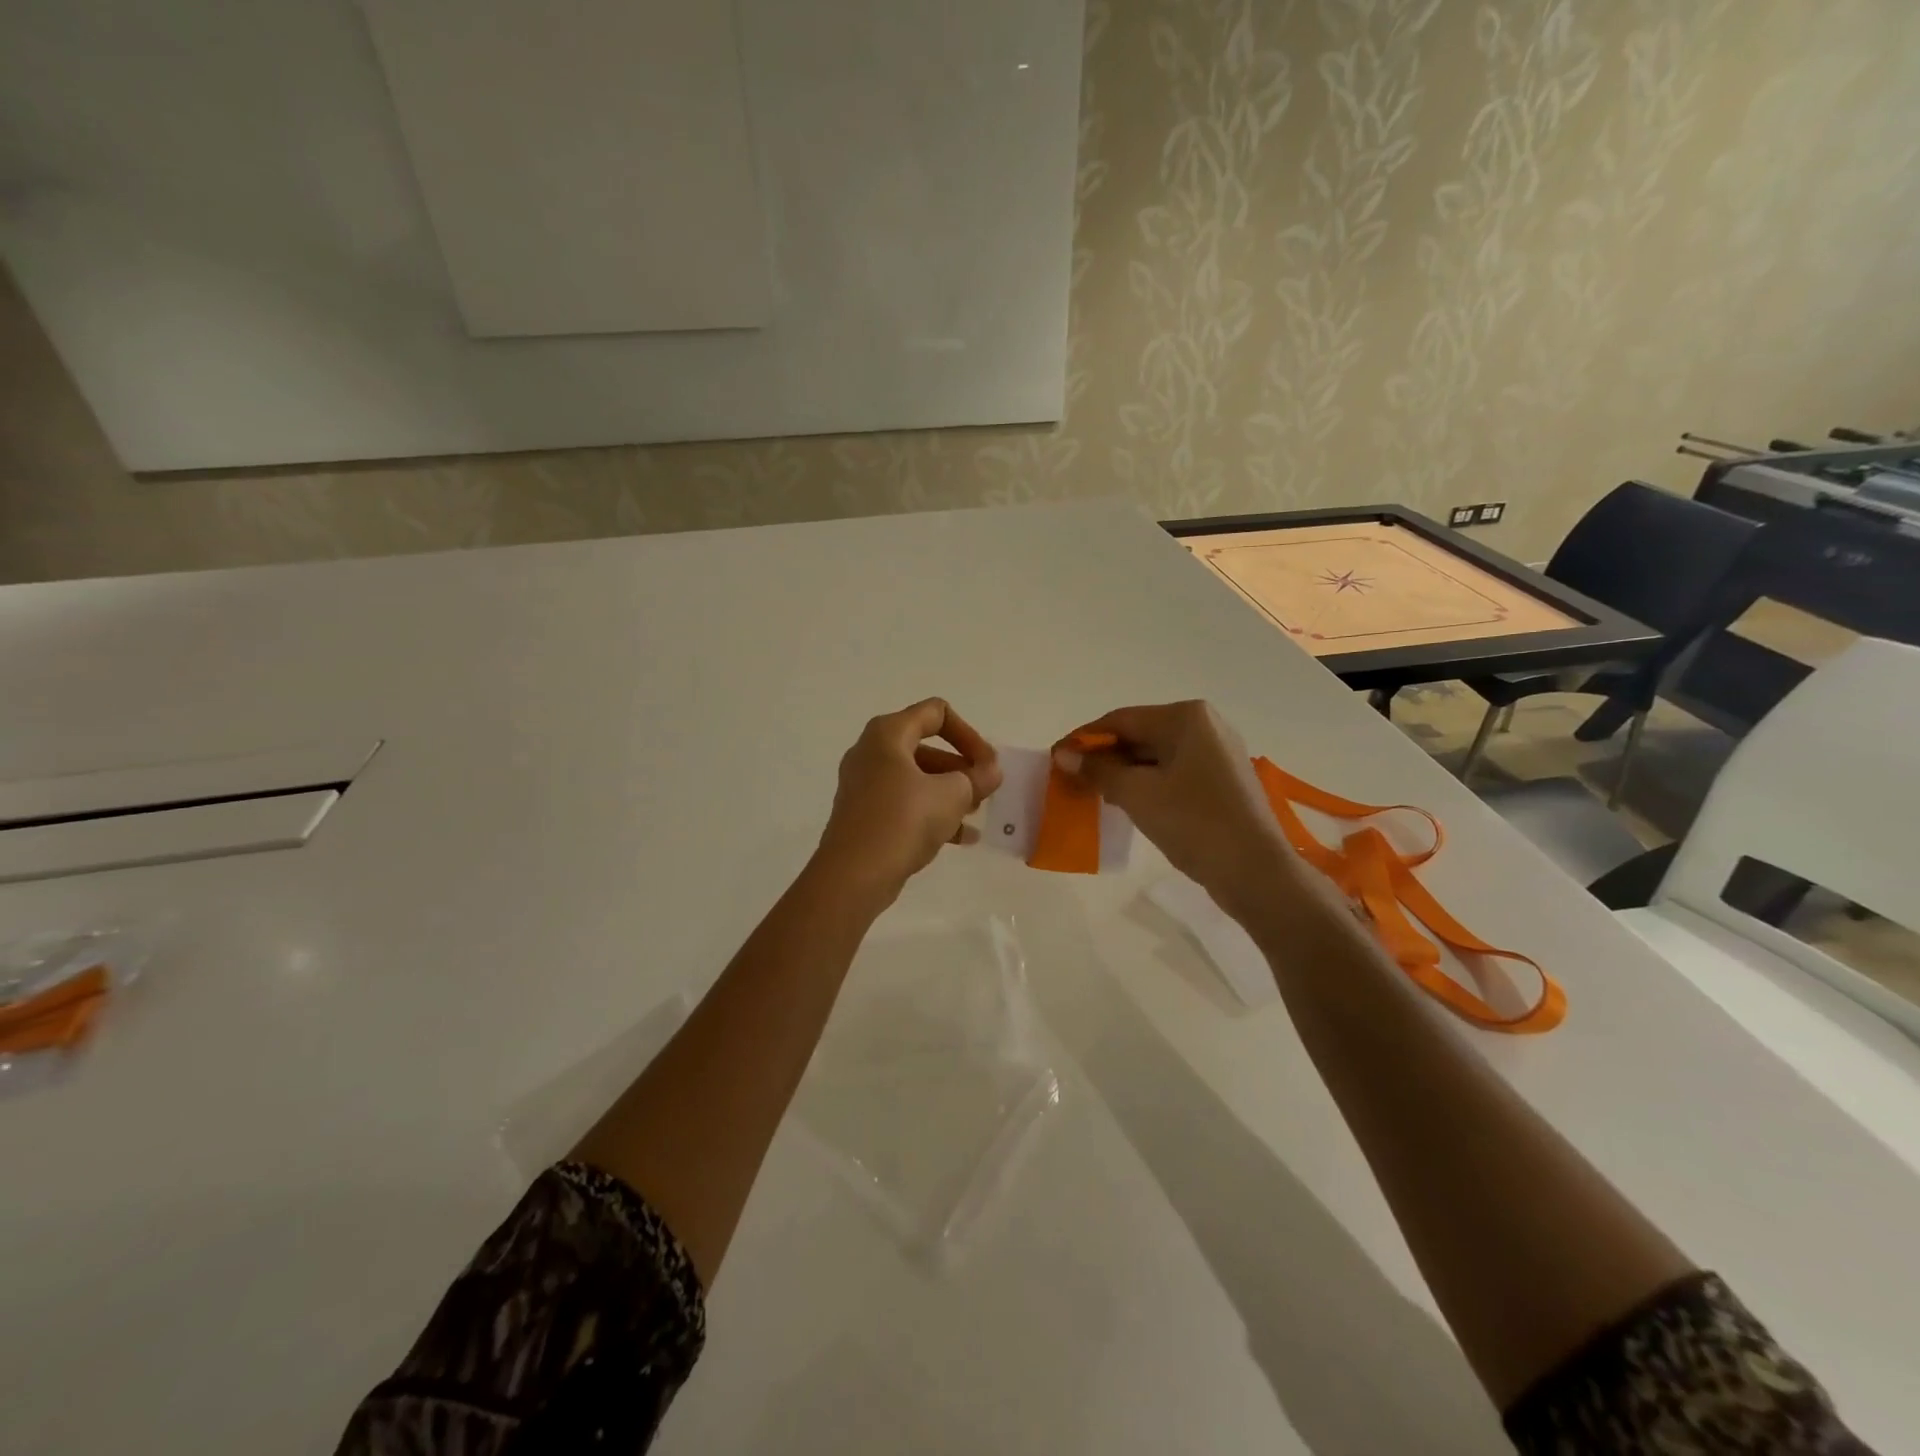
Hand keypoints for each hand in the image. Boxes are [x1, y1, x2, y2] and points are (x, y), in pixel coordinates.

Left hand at [814, 698, 1001, 904]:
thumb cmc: (903, 821)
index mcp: (888, 734)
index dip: (968, 734)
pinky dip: (931, 813)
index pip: (936, 713)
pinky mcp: (864, 814)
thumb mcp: (952, 795)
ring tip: (974, 814)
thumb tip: (991, 771)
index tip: (986, 764)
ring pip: (916, 778)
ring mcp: (864, 784)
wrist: (853, 875)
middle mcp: (871, 752)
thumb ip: (977, 777)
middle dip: (961, 767)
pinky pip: (904, 803)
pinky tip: (960, 838)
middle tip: (984, 790)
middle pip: (926, 746)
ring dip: (949, 792)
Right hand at [1056, 701, 1298, 918]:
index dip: (1084, 739)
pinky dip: (1148, 785)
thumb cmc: (1194, 822)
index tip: (1056, 758)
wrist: (1256, 872)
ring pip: (1156, 756)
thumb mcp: (1137, 794)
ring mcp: (1218, 753)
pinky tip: (1128, 804)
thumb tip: (1064, 755)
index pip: (1121, 720)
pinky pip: (1174, 773)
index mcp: (1186, 717)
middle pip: (1139, 735)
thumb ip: (1098, 770)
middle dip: (1104, 758)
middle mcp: (1205, 725)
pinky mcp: (1222, 780)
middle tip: (1072, 781)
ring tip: (1094, 795)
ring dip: (1124, 774)